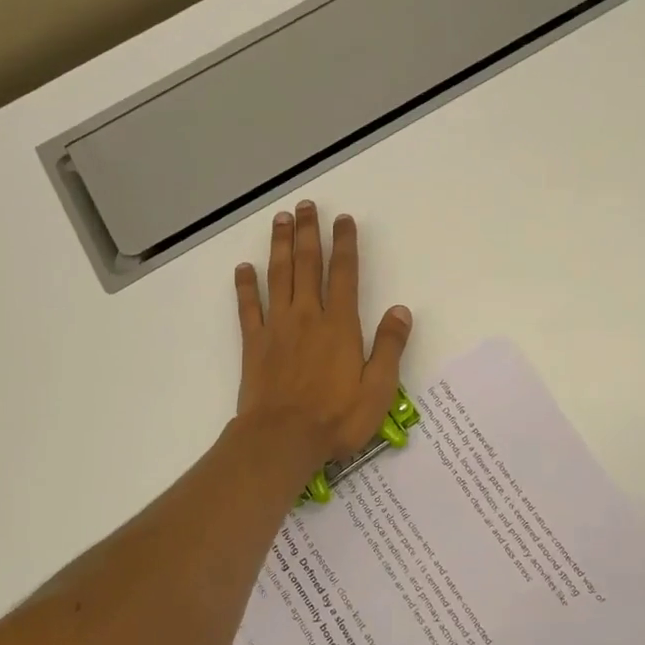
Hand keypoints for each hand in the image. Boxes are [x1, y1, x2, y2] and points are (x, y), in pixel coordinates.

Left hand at [234, 201, 412, 473]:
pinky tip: (243, 267)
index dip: (345, 244)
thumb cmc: (335, 418)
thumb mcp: (378, 389)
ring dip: (280, 246)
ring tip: (281, 220)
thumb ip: (390, 347)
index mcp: (340, 325)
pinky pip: (248, 307)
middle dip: (309, 232)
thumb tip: (400, 310)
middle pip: (308, 264)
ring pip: (278, 276)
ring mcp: (277, 326)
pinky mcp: (254, 342)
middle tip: (306, 206)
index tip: (343, 219)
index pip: (344, 274)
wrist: (282, 439)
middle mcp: (308, 316)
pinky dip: (245, 285)